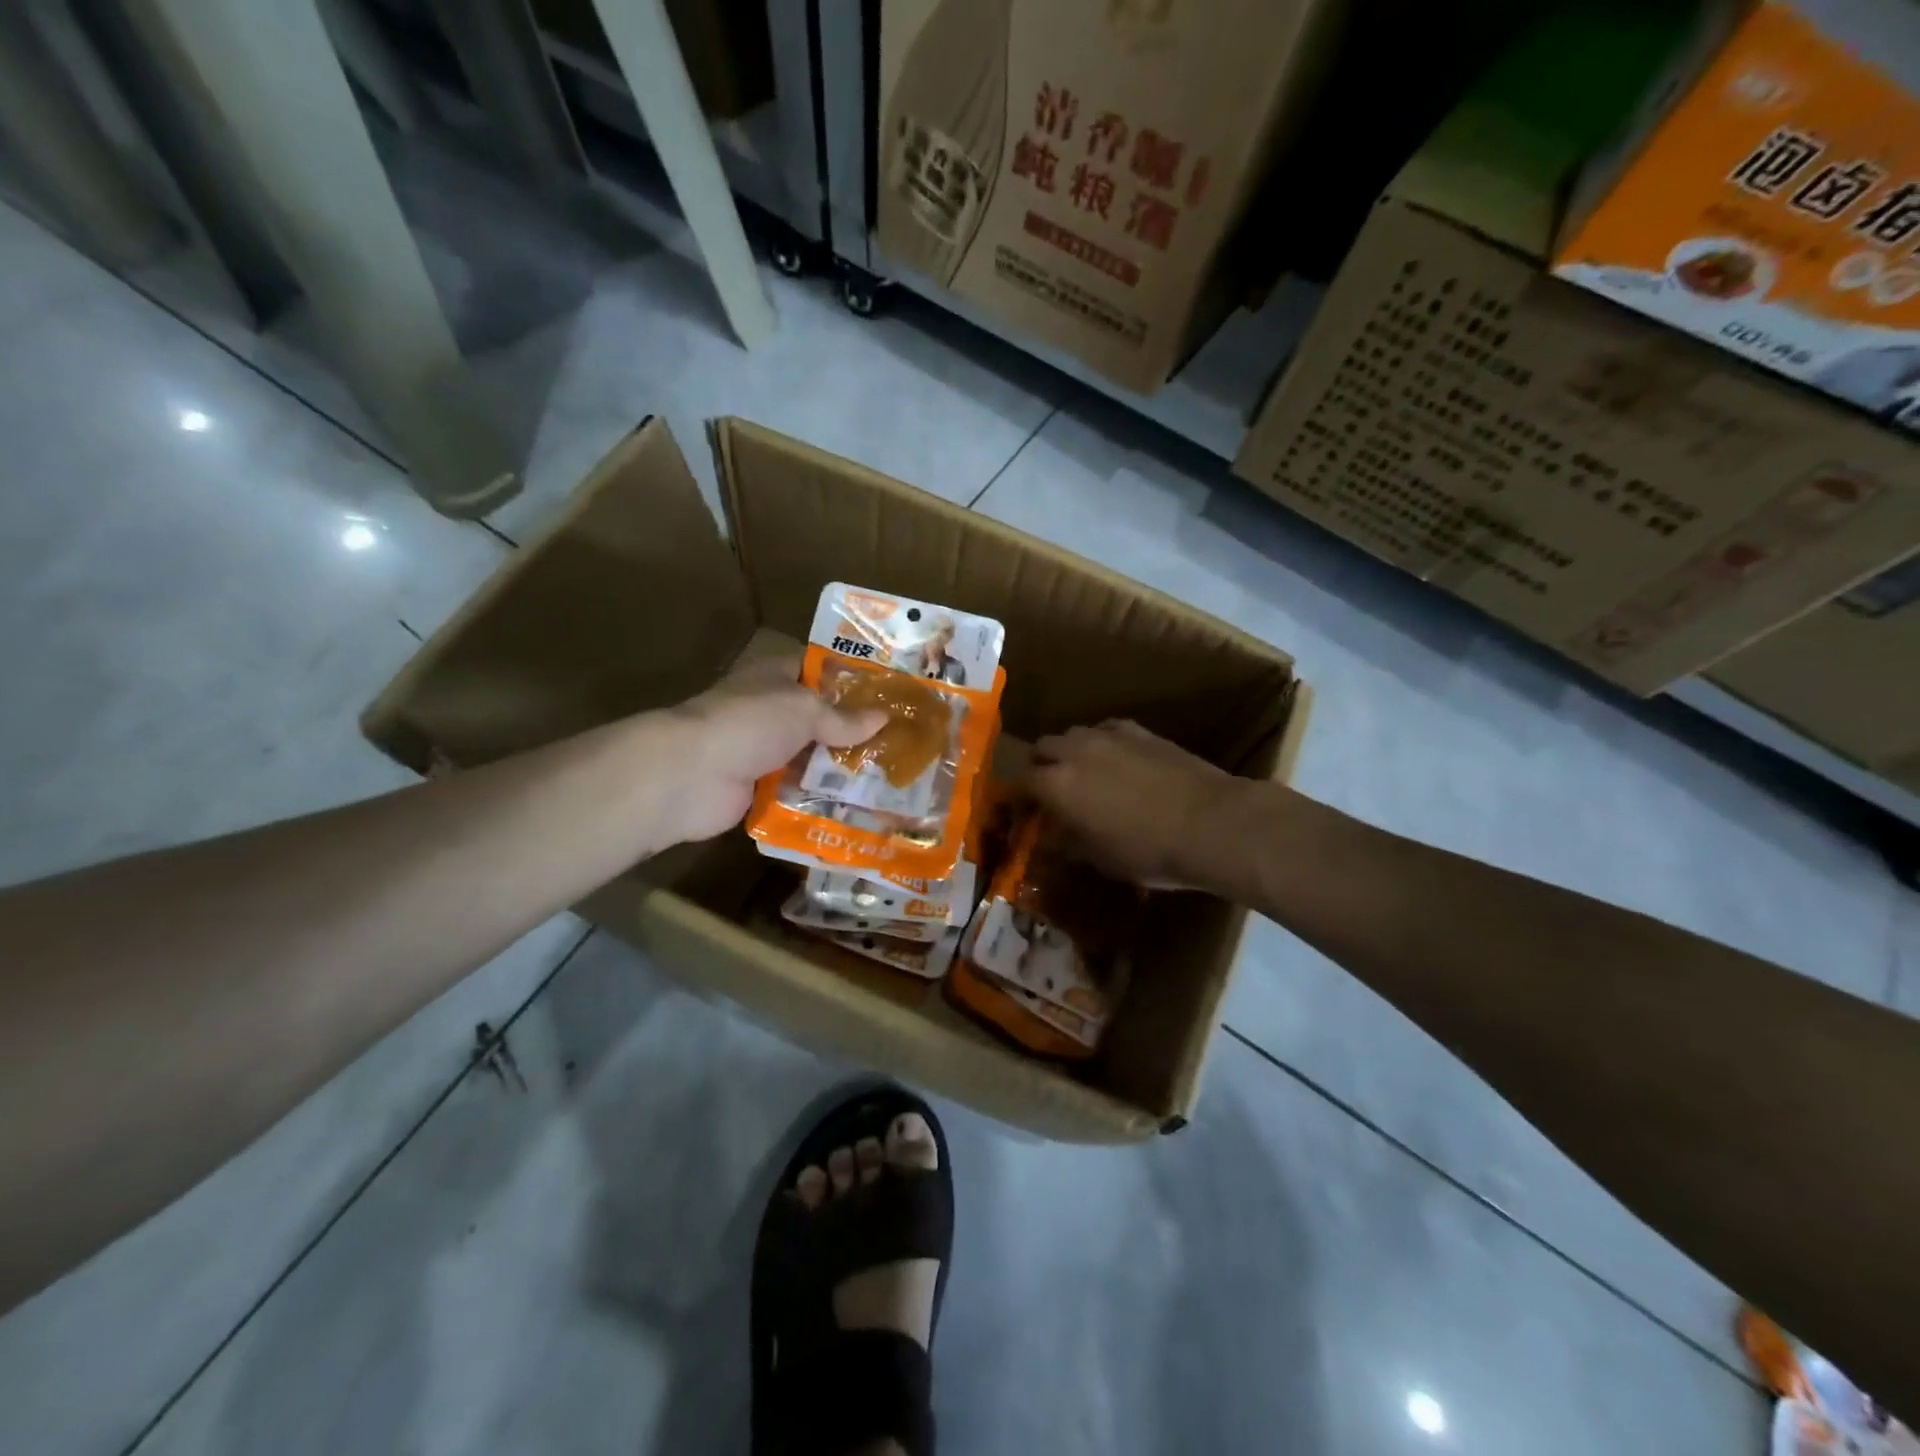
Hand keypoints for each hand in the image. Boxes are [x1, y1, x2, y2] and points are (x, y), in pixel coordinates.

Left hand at [659, 653, 885, 845]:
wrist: (692, 774)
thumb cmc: (751, 723)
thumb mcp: (805, 710)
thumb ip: (844, 718)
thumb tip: (884, 718)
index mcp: (774, 675)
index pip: (818, 669)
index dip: (851, 678)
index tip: (889, 692)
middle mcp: (768, 709)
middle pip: (818, 716)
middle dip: (853, 728)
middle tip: (899, 740)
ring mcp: (761, 749)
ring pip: (810, 754)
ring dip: (839, 766)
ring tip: (888, 776)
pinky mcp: (758, 786)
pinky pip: (797, 788)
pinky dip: (820, 795)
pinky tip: (857, 803)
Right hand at [1025, 721, 1234, 887]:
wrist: (1211, 823)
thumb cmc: (1149, 851)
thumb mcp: (1100, 859)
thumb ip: (1070, 841)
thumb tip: (1055, 835)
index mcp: (1057, 785)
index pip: (1020, 783)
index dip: (1018, 799)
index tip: (1023, 813)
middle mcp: (1075, 752)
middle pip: (1042, 748)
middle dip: (1040, 767)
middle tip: (1050, 792)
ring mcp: (1109, 736)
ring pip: (1074, 734)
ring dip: (1070, 752)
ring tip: (1083, 774)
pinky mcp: (1140, 731)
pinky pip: (1107, 730)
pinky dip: (1102, 743)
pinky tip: (1116, 761)